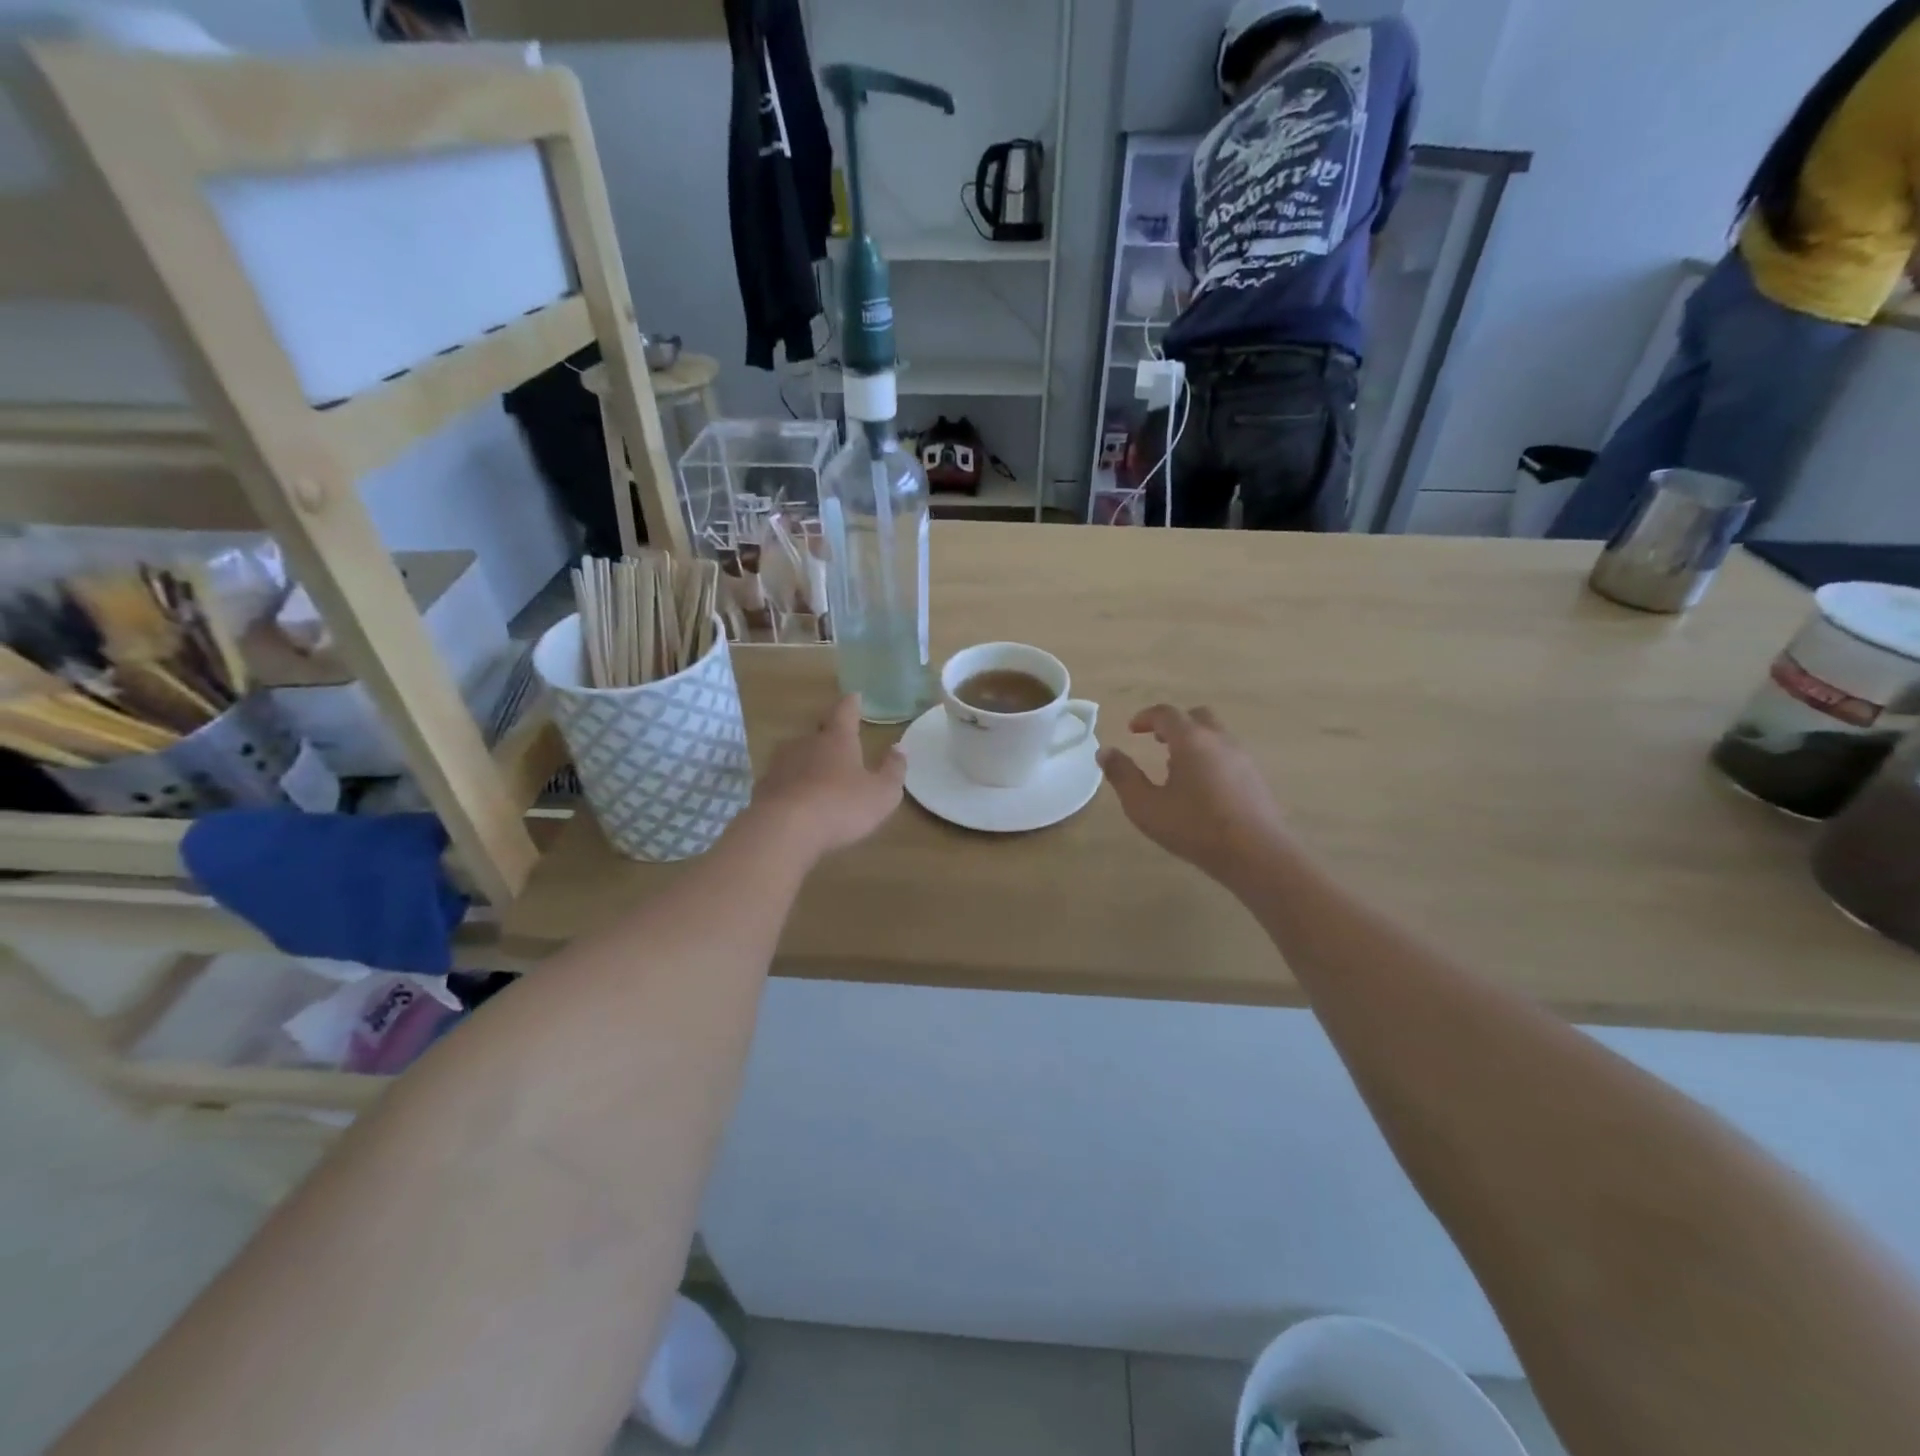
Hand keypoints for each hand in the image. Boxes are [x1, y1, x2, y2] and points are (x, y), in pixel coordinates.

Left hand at [743, 695, 906, 861]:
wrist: (783, 829)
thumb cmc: (841, 806)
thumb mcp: (882, 794)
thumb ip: (893, 770)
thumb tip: (899, 747)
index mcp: (837, 740)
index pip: (845, 712)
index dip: (851, 704)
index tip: (854, 695)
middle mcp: (806, 743)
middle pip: (818, 733)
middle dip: (828, 736)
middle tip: (837, 743)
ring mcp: (780, 765)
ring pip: (797, 756)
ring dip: (808, 763)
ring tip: (818, 777)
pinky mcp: (763, 788)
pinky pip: (782, 781)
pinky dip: (791, 787)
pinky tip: (797, 802)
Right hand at [1098, 705, 1290, 882]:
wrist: (1256, 854)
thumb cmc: (1194, 828)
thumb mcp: (1145, 806)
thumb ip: (1123, 776)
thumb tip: (1105, 752)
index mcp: (1191, 740)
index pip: (1166, 714)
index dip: (1146, 717)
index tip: (1132, 729)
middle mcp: (1219, 740)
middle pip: (1196, 716)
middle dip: (1174, 724)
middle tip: (1157, 741)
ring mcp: (1242, 758)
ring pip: (1215, 735)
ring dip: (1193, 741)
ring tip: (1176, 768)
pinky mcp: (1256, 777)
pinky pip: (1228, 754)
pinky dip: (1210, 757)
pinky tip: (1202, 788)